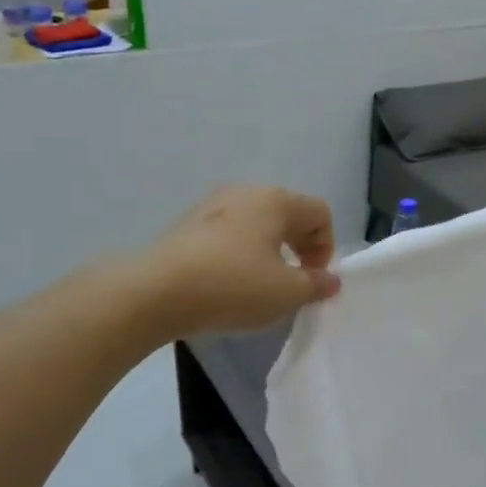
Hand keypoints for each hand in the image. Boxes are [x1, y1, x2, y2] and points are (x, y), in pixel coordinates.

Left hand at [138, 185, 340, 338]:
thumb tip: (330, 280)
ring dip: (269, 250)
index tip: (313, 280)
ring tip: (261, 284)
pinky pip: (229, 234)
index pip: (319, 212)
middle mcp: (246, 193)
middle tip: (294, 282)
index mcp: (276, 201)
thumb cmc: (233, 286)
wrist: (156, 292)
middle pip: (288, 214)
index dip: (326, 247)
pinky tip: (229, 282)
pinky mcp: (188, 225)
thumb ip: (316, 285)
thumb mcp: (287, 293)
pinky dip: (240, 253)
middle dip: (300, 247)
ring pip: (256, 223)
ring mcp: (212, 206)